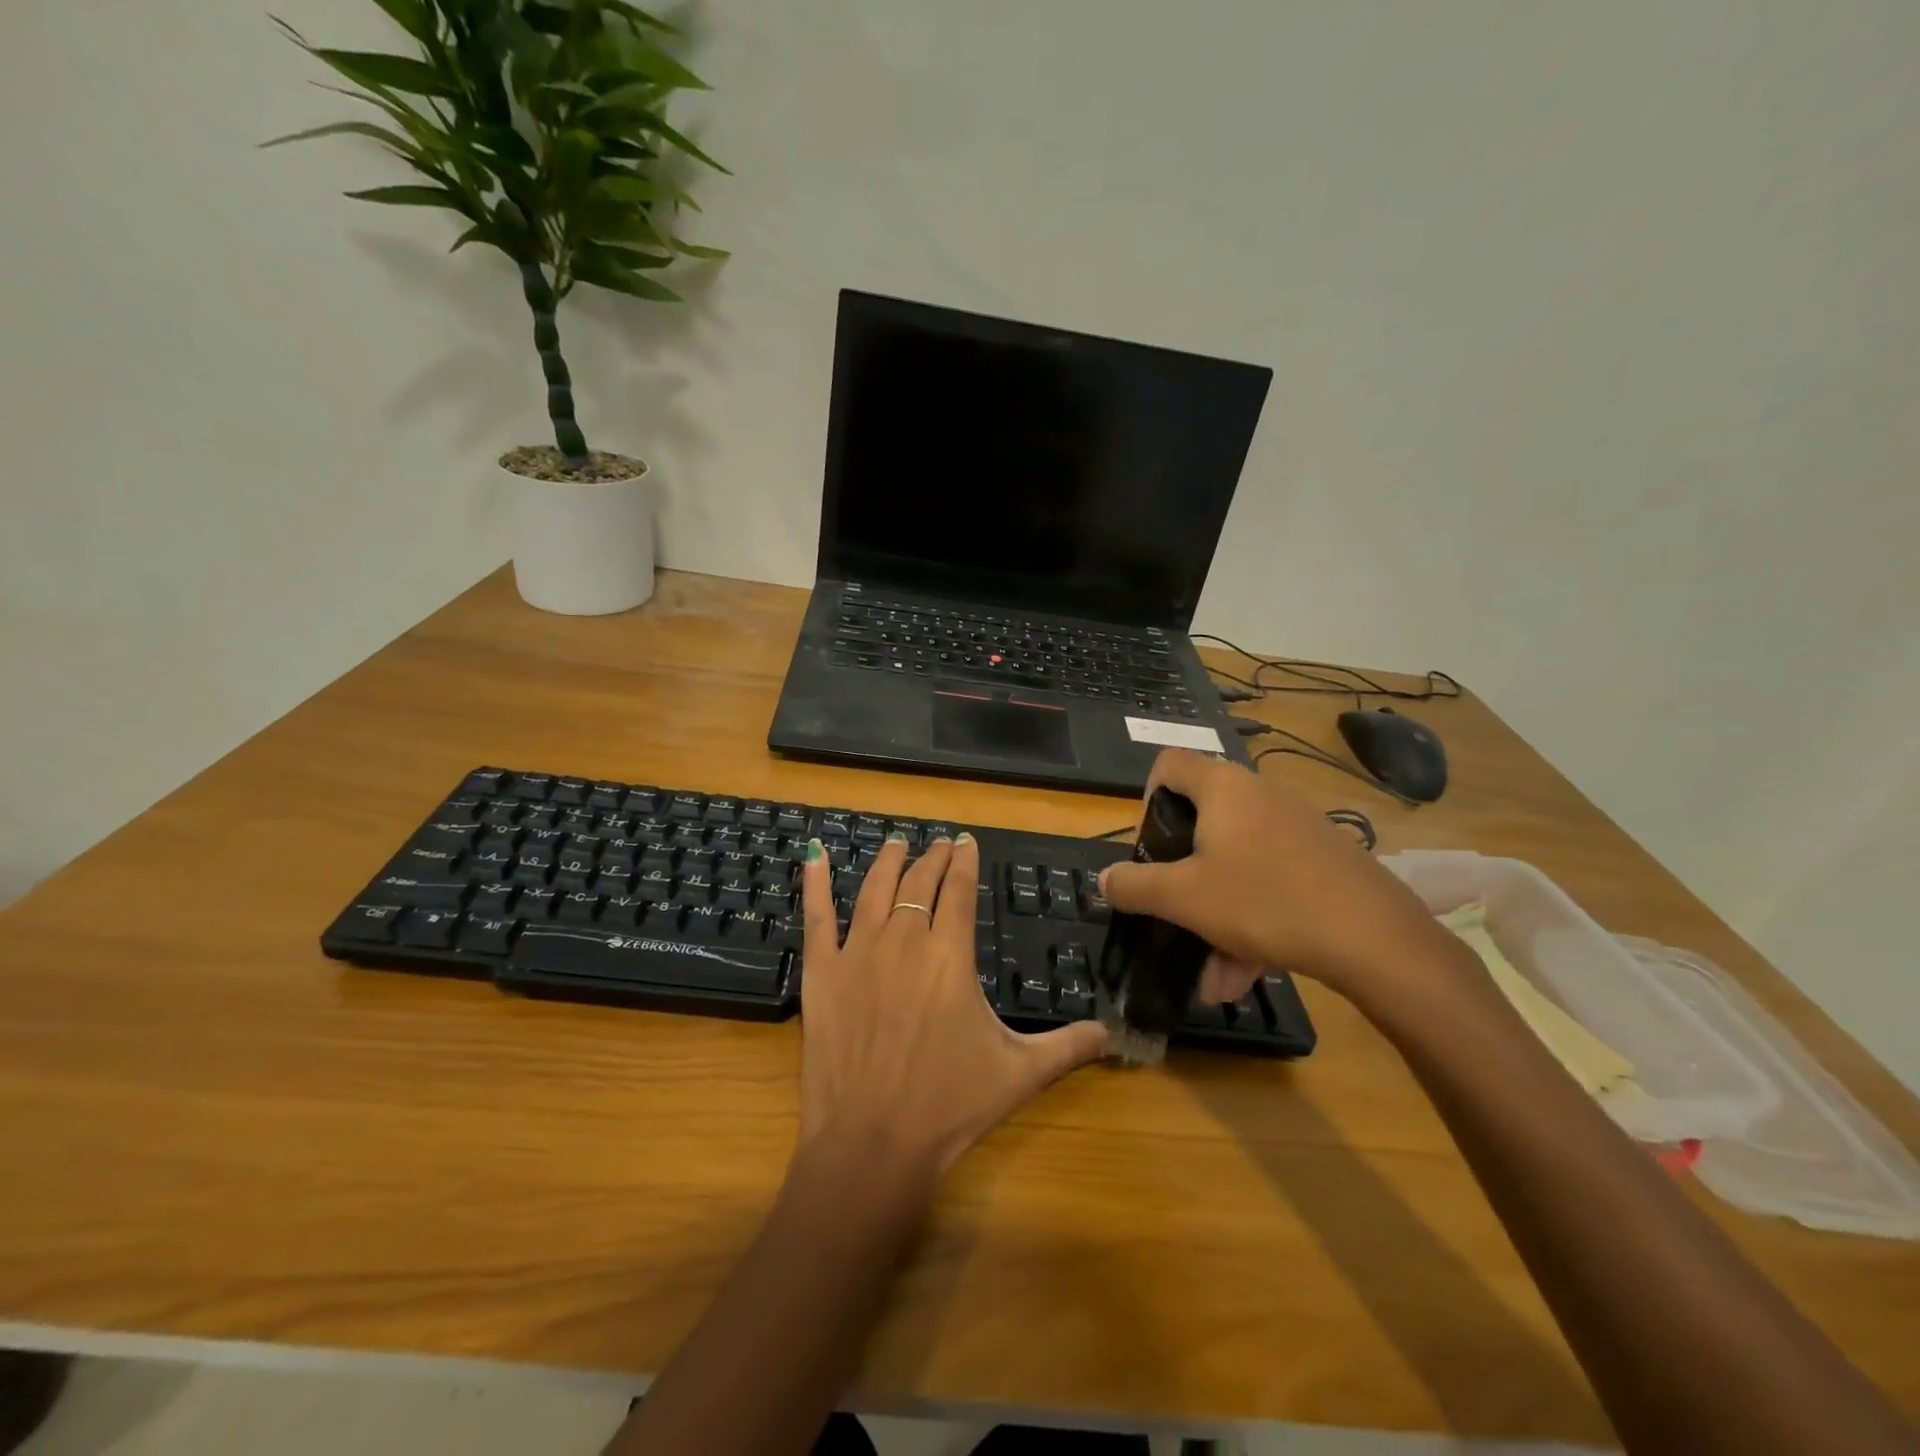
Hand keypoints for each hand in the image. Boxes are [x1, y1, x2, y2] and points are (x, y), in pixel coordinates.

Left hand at [797, 832, 1108, 1176]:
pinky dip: (814, 883)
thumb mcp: (1020, 1073)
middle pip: (920, 883)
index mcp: (950, 956)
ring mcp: (857, 953)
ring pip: (875, 890)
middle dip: (933, 858)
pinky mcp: (821, 972)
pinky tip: (814, 856)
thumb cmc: (950, 1106)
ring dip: (889, 862)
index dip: (964, 862)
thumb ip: (1068, 1045)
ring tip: (898, 842)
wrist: (873, 1144)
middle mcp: (904, 941)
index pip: (960, 891)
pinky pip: (816, 916)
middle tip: (940, 843)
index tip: (966, 842)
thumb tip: (1113, 1034)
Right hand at [1099, 750, 1454, 1005]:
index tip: (1150, 845)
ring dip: (1215, 917)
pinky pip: (1270, 881)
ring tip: (1213, 979)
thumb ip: (1134, 885)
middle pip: (1202, 822)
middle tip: (1174, 909)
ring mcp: (1296, 826)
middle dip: (1182, 877)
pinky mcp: (1323, 859)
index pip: (1169, 763)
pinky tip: (1247, 974)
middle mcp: (1259, 795)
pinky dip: (1251, 921)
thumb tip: (1103, 879)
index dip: (1147, 798)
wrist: (1376, 938)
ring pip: (1236, 864)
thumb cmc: (1264, 901)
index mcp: (1222, 788)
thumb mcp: (1183, 898)